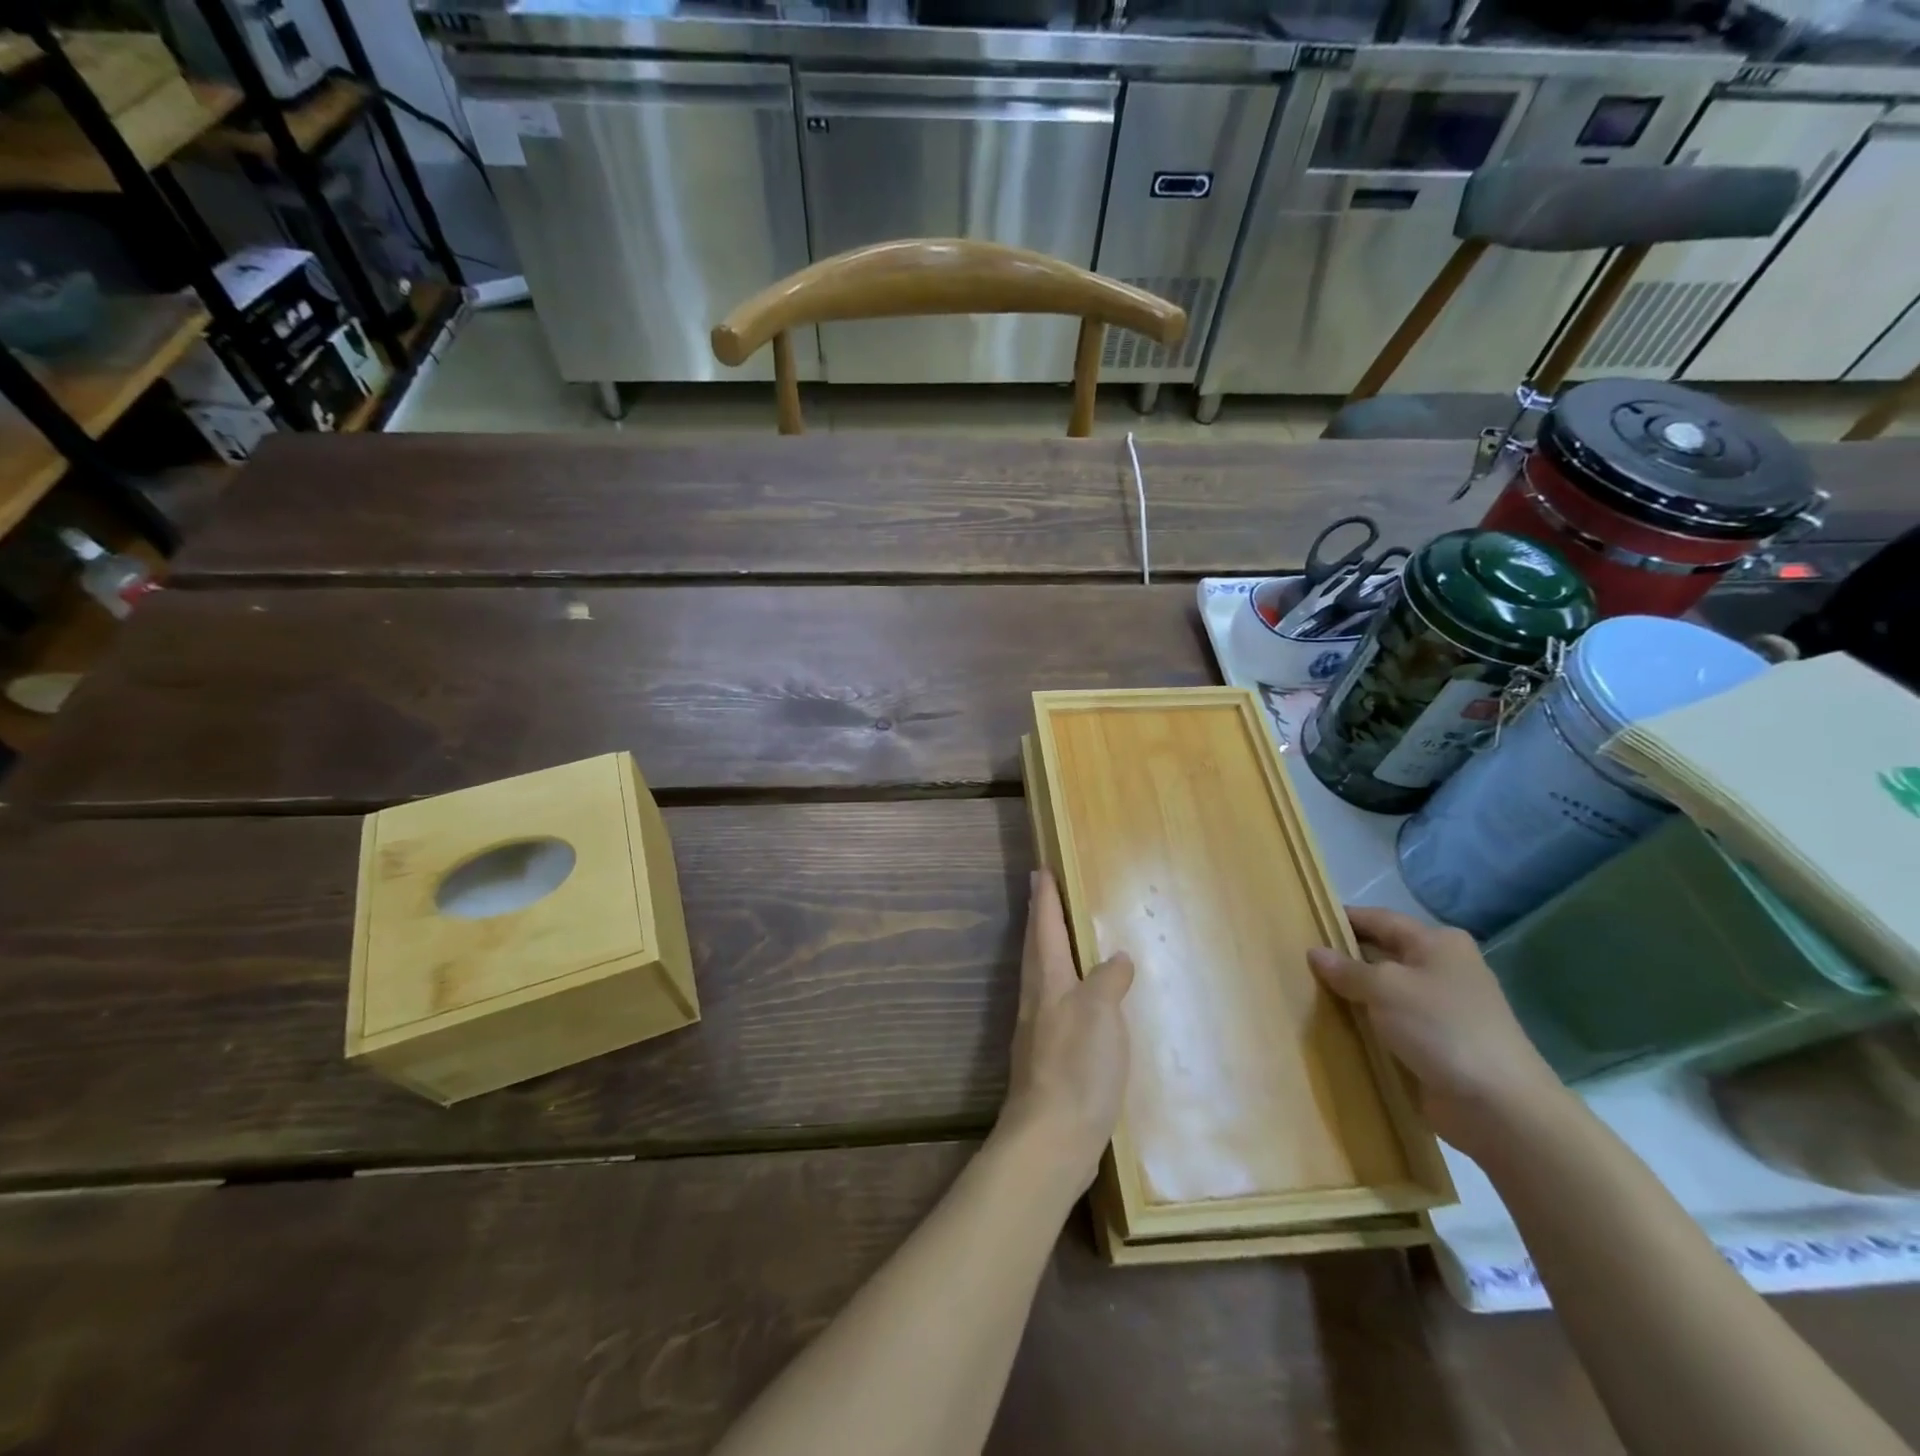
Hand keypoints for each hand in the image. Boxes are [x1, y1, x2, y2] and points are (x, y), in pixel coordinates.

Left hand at [997, 870, 1133, 1194]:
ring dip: (1047, 949)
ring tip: (1060, 937)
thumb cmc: (1076, 1065)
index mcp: (1048, 981)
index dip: (1044, 898)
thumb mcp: (1101, 1013)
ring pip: (1042, 976)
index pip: (1044, 927)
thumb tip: (1116, 959)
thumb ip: (1108, 980)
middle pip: (1035, 948)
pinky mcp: (1047, 1059)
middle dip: (1039, 917)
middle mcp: (1037, 999)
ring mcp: (1038, 1030)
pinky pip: (1054, 1006)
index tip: (1039, 869)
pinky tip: (1079, 1001)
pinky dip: (1063, 988)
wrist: (1052, 1137)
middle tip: (1041, 891)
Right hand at [1308, 905, 1565, 1159]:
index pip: (1379, 919)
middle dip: (1345, 959)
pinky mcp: (1439, 1042)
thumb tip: (1315, 952)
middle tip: (1300, 962)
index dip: (1342, 920)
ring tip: (1310, 993)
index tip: (1304, 925)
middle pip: (1383, 953)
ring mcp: (1443, 1007)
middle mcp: (1443, 968)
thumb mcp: (1385, 988)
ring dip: (1355, 994)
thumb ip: (1347, 969)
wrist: (1499, 1107)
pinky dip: (1369, 1023)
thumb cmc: (1441, 1028)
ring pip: (1386, 990)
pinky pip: (1393, 1022)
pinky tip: (1339, 1027)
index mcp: (1438, 943)